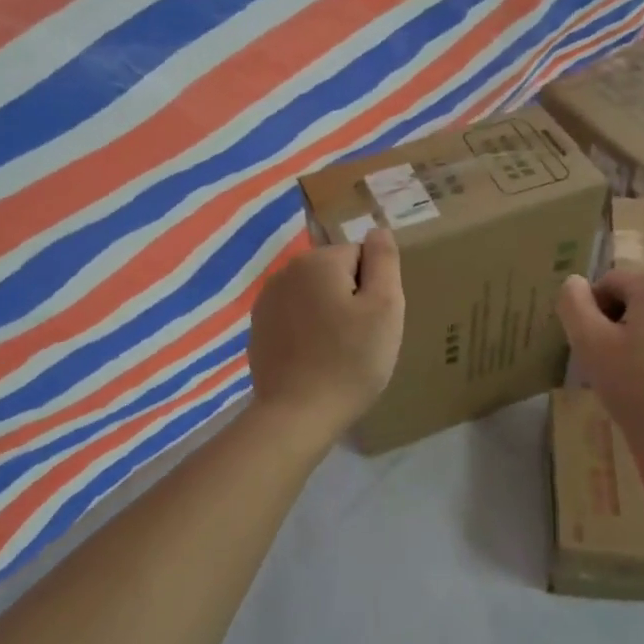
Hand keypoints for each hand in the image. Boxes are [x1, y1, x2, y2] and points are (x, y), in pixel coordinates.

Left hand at [247, 227, 405, 439]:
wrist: (296, 415)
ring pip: (314, 298)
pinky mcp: (258, 330)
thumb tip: (377, 229)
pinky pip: (295, 320)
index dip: (374, 289)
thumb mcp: (385, 307)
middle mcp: (286, 272)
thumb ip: (384, 261)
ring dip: (328, 316)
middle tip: (360, 340)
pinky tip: (314, 362)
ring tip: (338, 354)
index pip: (361, 257)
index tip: (374, 322)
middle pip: (335, 275)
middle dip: (351, 300)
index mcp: (318, 261)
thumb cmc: (350, 360)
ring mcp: (266, 302)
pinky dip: (307, 334)